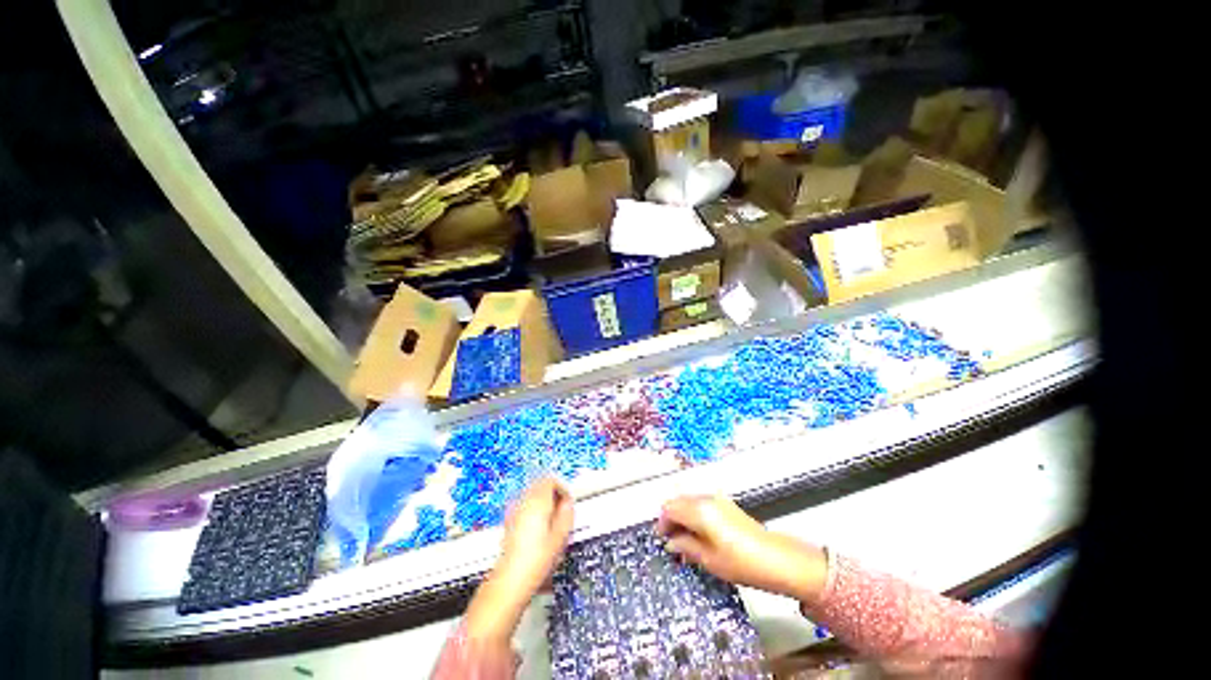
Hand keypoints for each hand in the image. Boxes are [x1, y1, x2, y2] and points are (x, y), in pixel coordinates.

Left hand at [465, 478, 573, 641]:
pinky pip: (525, 506)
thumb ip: (567, 514)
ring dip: (543, 501)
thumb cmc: (536, 561)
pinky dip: (534, 510)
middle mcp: (524, 502)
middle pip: (540, 485)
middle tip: (562, 510)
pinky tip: (539, 528)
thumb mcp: (561, 537)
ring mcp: (514, 511)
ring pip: (532, 495)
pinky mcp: (509, 521)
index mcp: (538, 501)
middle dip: (553, 493)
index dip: (562, 488)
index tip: (568, 502)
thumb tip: (568, 503)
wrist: (510, 581)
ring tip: (552, 520)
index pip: (551, 480)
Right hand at [657, 495, 827, 603]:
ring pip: (689, 501)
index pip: (670, 508)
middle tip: (671, 541)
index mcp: (698, 510)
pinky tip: (699, 533)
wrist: (776, 559)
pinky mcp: (726, 503)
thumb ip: (686, 546)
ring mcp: (717, 499)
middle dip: (671, 518)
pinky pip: (701, 503)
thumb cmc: (740, 562)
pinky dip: (694, 514)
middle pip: (678, 501)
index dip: (662, 523)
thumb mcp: (708, 559)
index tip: (662, 539)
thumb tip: (671, 542)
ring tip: (685, 540)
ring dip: (682, 516)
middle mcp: (705, 498)